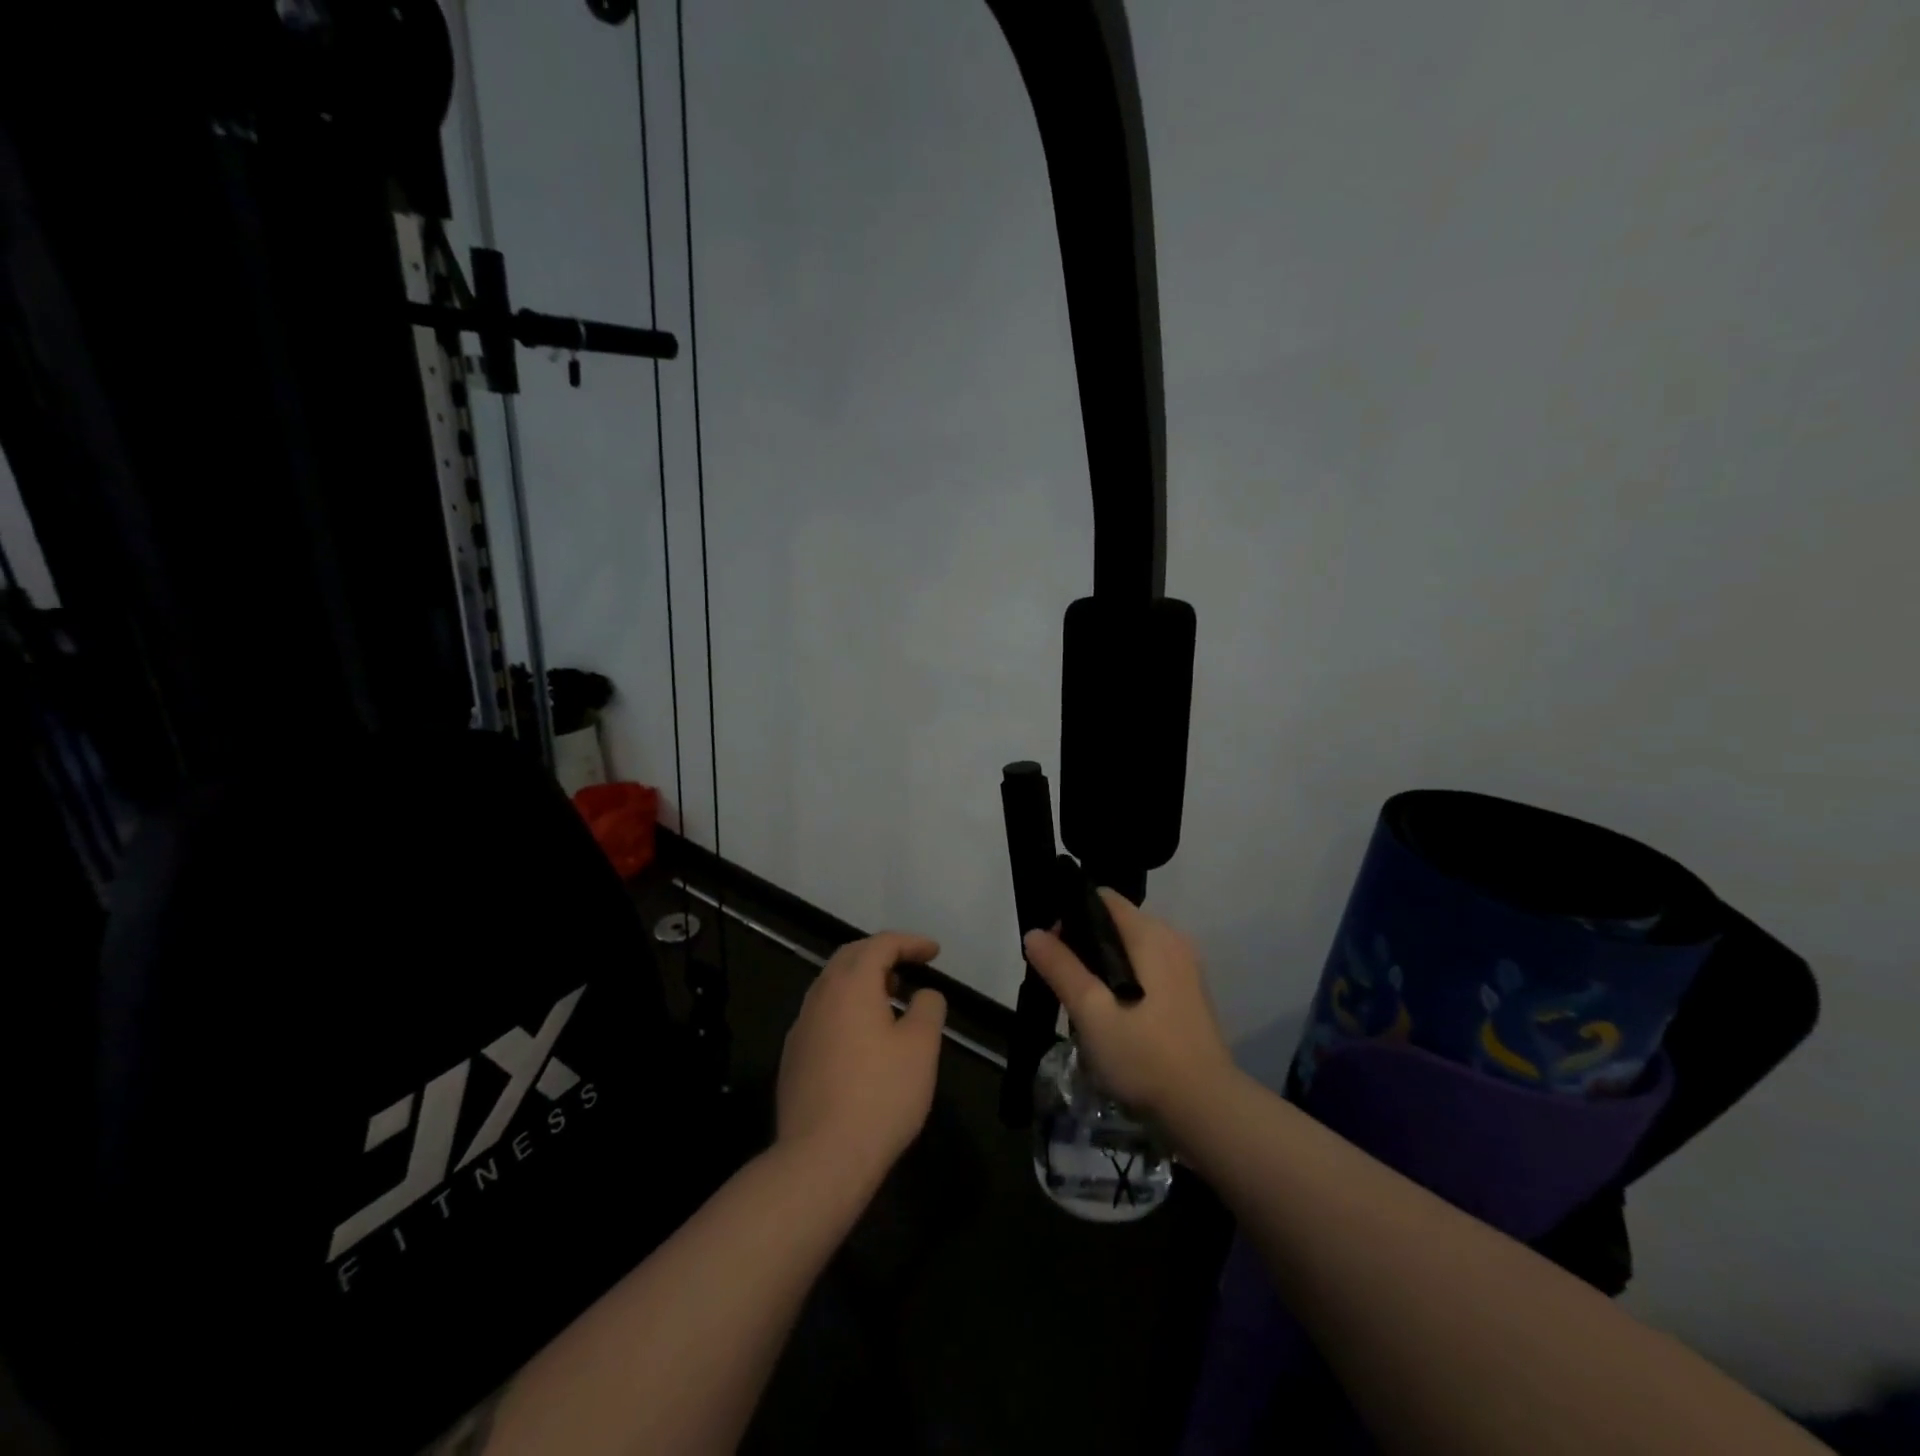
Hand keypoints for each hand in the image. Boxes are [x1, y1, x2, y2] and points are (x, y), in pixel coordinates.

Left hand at [776, 932, 946, 1188]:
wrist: (821, 1159)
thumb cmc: (880, 1095)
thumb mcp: (921, 1047)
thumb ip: (927, 1008)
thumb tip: (923, 994)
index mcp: (850, 985)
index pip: (881, 945)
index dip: (910, 942)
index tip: (934, 952)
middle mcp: (819, 997)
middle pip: (850, 958)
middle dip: (882, 954)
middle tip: (910, 965)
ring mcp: (801, 1028)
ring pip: (832, 987)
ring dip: (862, 982)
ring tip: (890, 998)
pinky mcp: (793, 1059)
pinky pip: (823, 1016)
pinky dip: (847, 1009)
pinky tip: (863, 1038)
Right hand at [1023, 893, 1234, 1123]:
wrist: (1207, 1109)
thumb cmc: (1144, 1055)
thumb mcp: (1091, 1012)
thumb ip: (1061, 968)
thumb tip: (1034, 932)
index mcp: (1151, 935)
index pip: (1103, 899)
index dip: (1071, 915)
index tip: (1052, 949)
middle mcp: (1173, 940)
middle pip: (1116, 923)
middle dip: (1084, 944)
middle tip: (1062, 983)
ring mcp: (1185, 968)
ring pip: (1131, 949)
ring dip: (1103, 967)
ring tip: (1083, 1004)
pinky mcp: (1189, 994)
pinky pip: (1147, 970)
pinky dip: (1124, 981)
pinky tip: (1113, 1017)